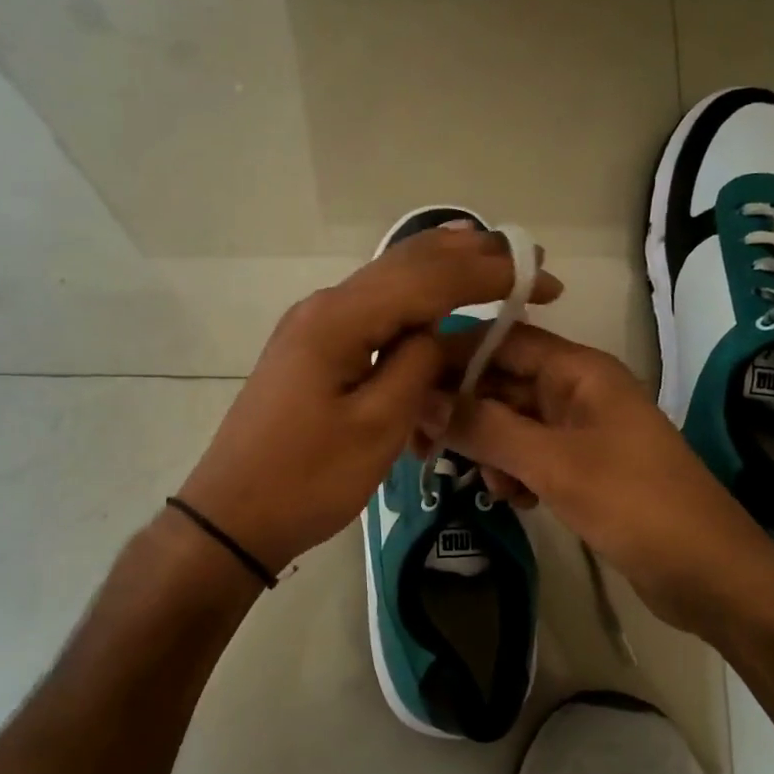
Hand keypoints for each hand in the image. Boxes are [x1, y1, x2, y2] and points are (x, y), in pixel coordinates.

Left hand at [178, 226, 561, 575]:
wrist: (232, 516)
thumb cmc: (306, 480)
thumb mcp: (376, 427)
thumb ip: (416, 366)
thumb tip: (436, 333)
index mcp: (340, 319)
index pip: (428, 279)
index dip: (488, 274)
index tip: (541, 276)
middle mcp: (324, 307)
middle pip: (406, 264)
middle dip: (469, 258)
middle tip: (526, 258)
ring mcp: (314, 326)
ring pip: (388, 283)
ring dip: (442, 272)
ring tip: (491, 260)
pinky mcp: (312, 350)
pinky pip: (372, 314)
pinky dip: (413, 303)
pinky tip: (436, 301)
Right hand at [419, 324, 773, 627]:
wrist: (709, 575)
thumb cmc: (636, 505)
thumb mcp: (553, 464)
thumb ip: (486, 428)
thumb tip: (422, 400)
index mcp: (578, 371)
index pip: (502, 340)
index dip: (453, 356)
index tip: (405, 385)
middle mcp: (576, 390)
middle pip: (501, 382)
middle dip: (464, 412)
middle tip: (420, 447)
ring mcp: (579, 430)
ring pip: (510, 422)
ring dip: (489, 448)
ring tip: (493, 487)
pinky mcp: (581, 466)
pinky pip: (528, 454)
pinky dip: (513, 472)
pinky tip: (518, 502)